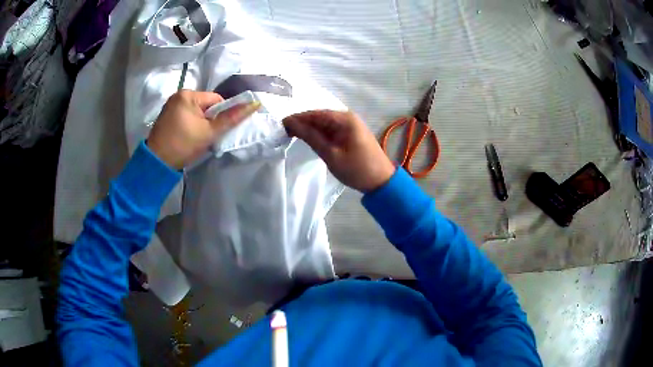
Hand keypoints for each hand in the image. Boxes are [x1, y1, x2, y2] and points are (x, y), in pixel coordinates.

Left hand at [147, 90, 260, 168]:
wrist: (157, 163)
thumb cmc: (183, 145)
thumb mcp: (209, 132)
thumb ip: (231, 118)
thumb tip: (254, 104)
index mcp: (188, 94)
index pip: (216, 99)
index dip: (221, 115)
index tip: (216, 130)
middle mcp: (178, 95)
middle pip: (205, 105)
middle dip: (209, 119)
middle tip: (206, 136)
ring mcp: (170, 105)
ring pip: (195, 111)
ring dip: (200, 123)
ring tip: (196, 138)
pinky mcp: (165, 116)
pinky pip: (185, 115)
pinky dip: (190, 124)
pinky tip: (187, 136)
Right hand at [284, 110, 394, 191]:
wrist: (381, 181)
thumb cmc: (357, 169)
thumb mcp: (331, 154)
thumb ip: (311, 137)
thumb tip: (292, 124)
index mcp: (344, 119)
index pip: (315, 114)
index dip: (297, 118)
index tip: (280, 125)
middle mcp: (347, 117)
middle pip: (319, 116)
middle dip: (301, 123)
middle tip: (283, 132)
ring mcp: (349, 125)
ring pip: (324, 123)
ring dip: (309, 129)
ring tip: (291, 135)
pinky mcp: (350, 134)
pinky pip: (330, 129)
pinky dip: (319, 134)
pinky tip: (308, 139)